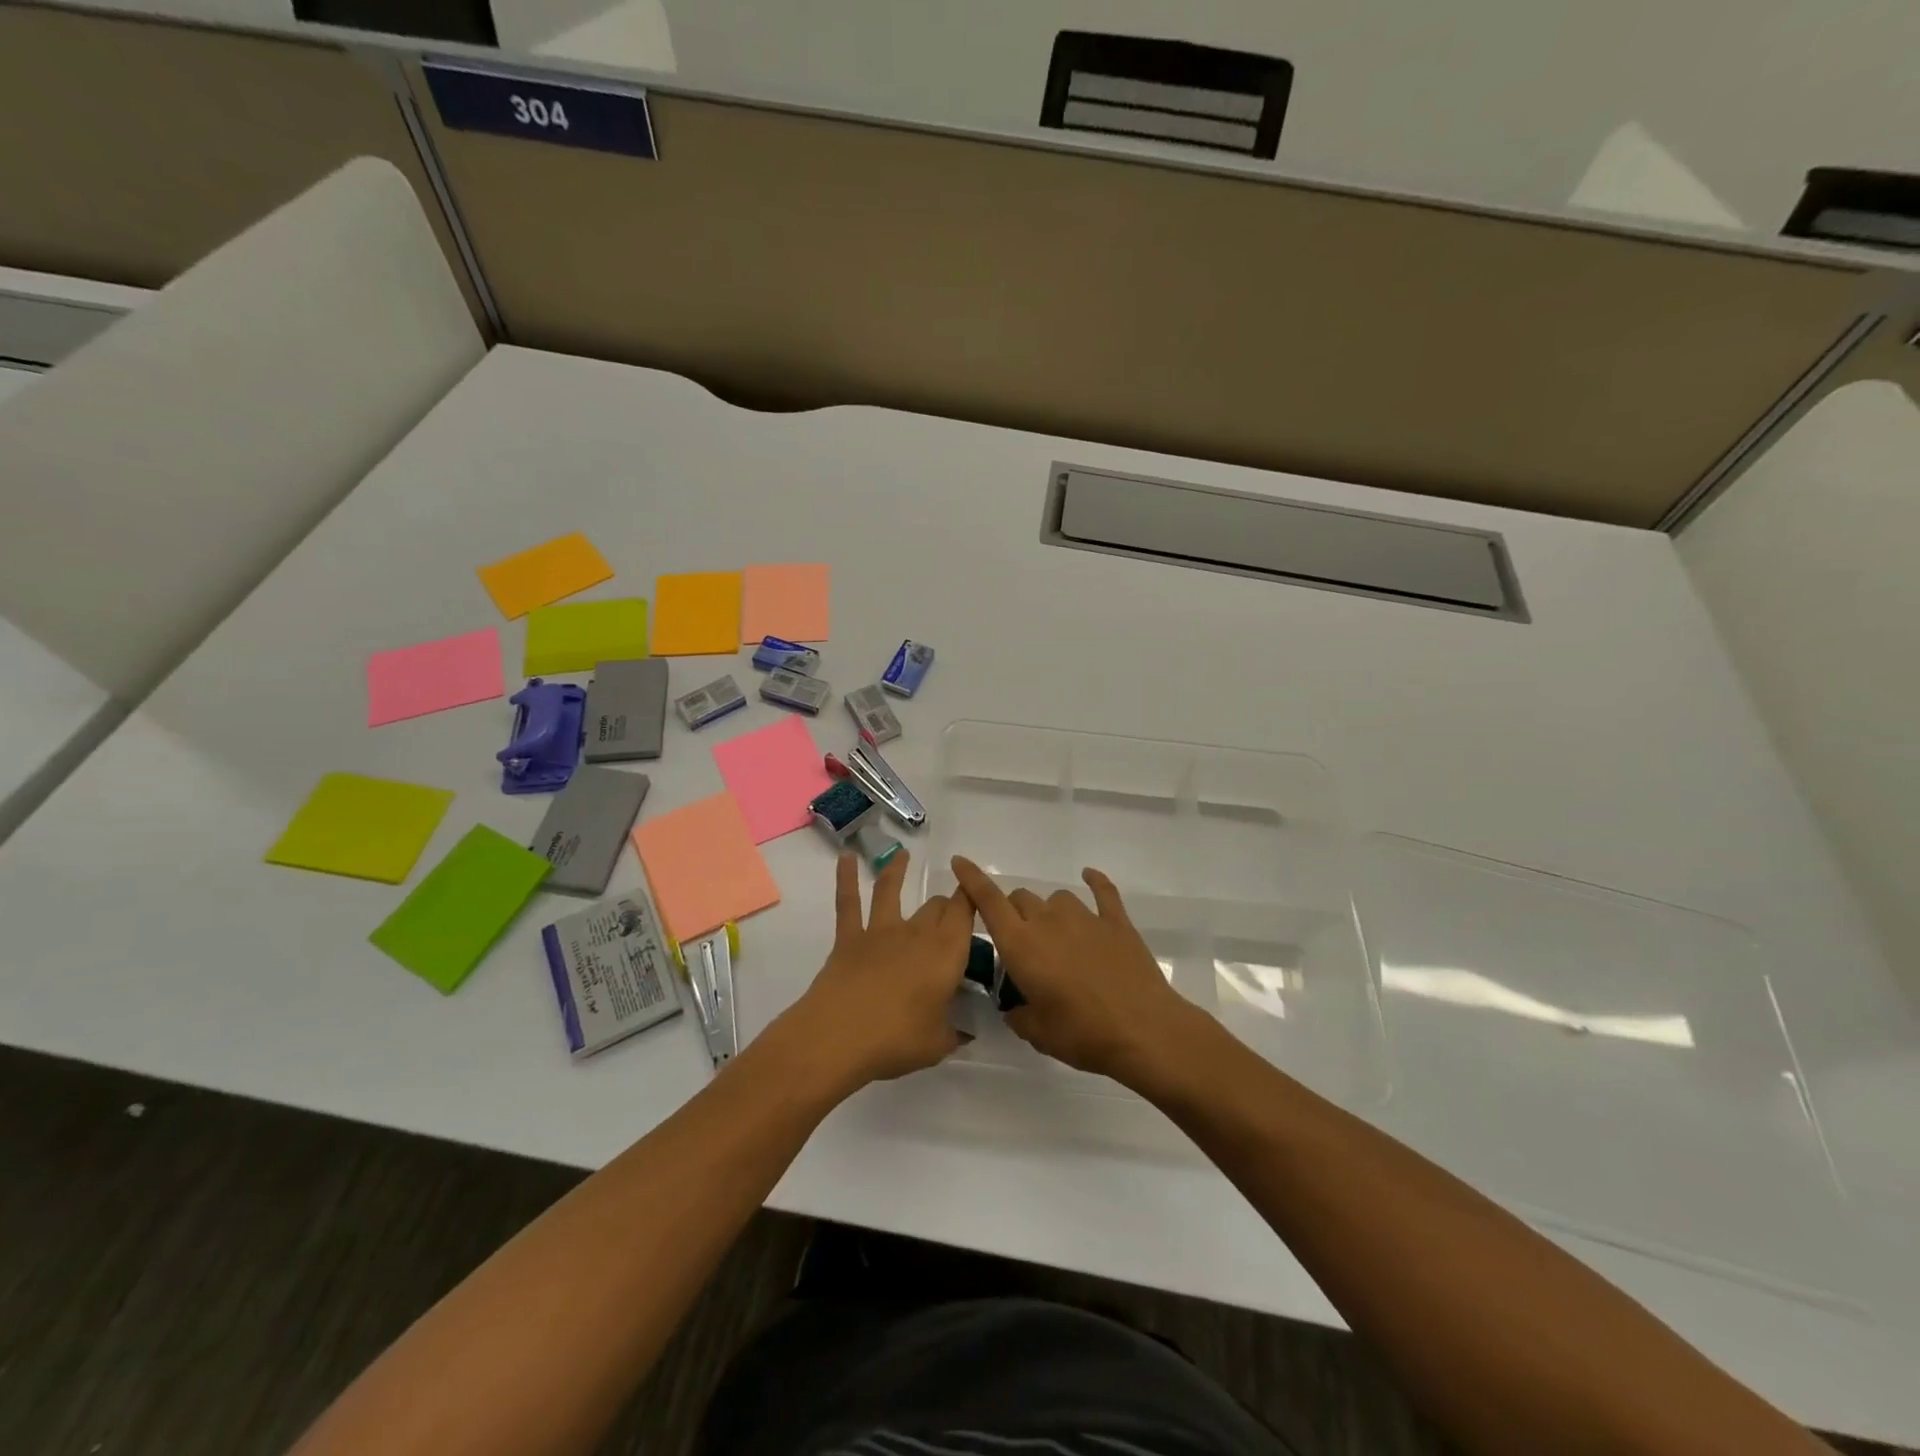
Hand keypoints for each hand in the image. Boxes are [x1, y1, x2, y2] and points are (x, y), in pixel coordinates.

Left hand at [778, 849, 976, 1092]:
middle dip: (946, 904)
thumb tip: (966, 1031)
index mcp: (946, 952)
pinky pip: (848, 903)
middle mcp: (917, 933)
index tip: (979, 894)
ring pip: (892, 891)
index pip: (966, 913)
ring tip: (903, 855)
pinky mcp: (849, 939)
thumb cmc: (896, 1040)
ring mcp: (880, 931)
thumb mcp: (938, 1044)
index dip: (973, 899)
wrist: (838, 1036)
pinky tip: (845, 858)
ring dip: (898, 870)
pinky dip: (846, 878)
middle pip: (936, 906)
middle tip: (949, 913)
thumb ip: (955, 1032)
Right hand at [950, 856, 1208, 1086]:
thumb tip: (1015, 1007)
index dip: (971, 879)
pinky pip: (1102, 891)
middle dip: (1014, 914)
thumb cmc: (1082, 1034)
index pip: (989, 902)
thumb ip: (1017, 1014)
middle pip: (1021, 899)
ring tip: (1059, 938)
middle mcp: (1048, 921)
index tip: (959, 862)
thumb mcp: (1036, 1033)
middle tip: (1023, 944)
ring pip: (1056, 898)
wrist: (1143, 1030)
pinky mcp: (1116, 922)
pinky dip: (1095, 882)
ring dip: (1050, 912)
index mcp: (1021, 945)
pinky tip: (1090, 877)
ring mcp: (1085, 917)